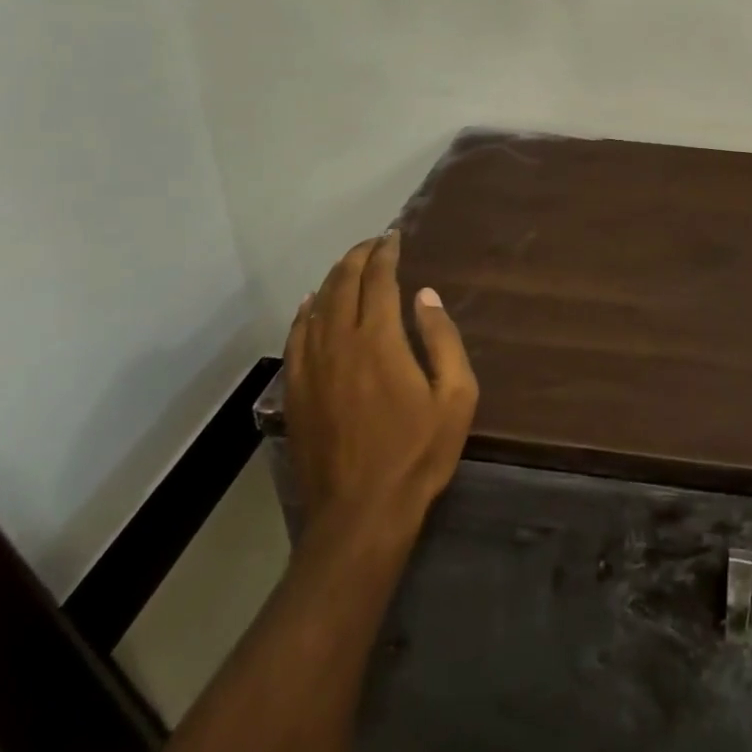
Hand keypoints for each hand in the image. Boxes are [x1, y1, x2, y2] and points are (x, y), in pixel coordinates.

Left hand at [284, 230, 478, 544]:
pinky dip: (304, 313)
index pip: (379, 281)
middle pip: (343, 286)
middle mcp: (340, 344)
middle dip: (358, 258)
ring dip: (333, 279)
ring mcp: (312, 368)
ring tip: (348, 264)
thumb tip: (426, 295)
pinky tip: (310, 304)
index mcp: (380, 341)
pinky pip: (296, 338)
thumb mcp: (456, 396)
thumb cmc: (418, 454)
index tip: (394, 237)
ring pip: (317, 308)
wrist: (360, 514)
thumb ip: (443, 339)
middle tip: (374, 243)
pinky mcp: (296, 392)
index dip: (385, 254)